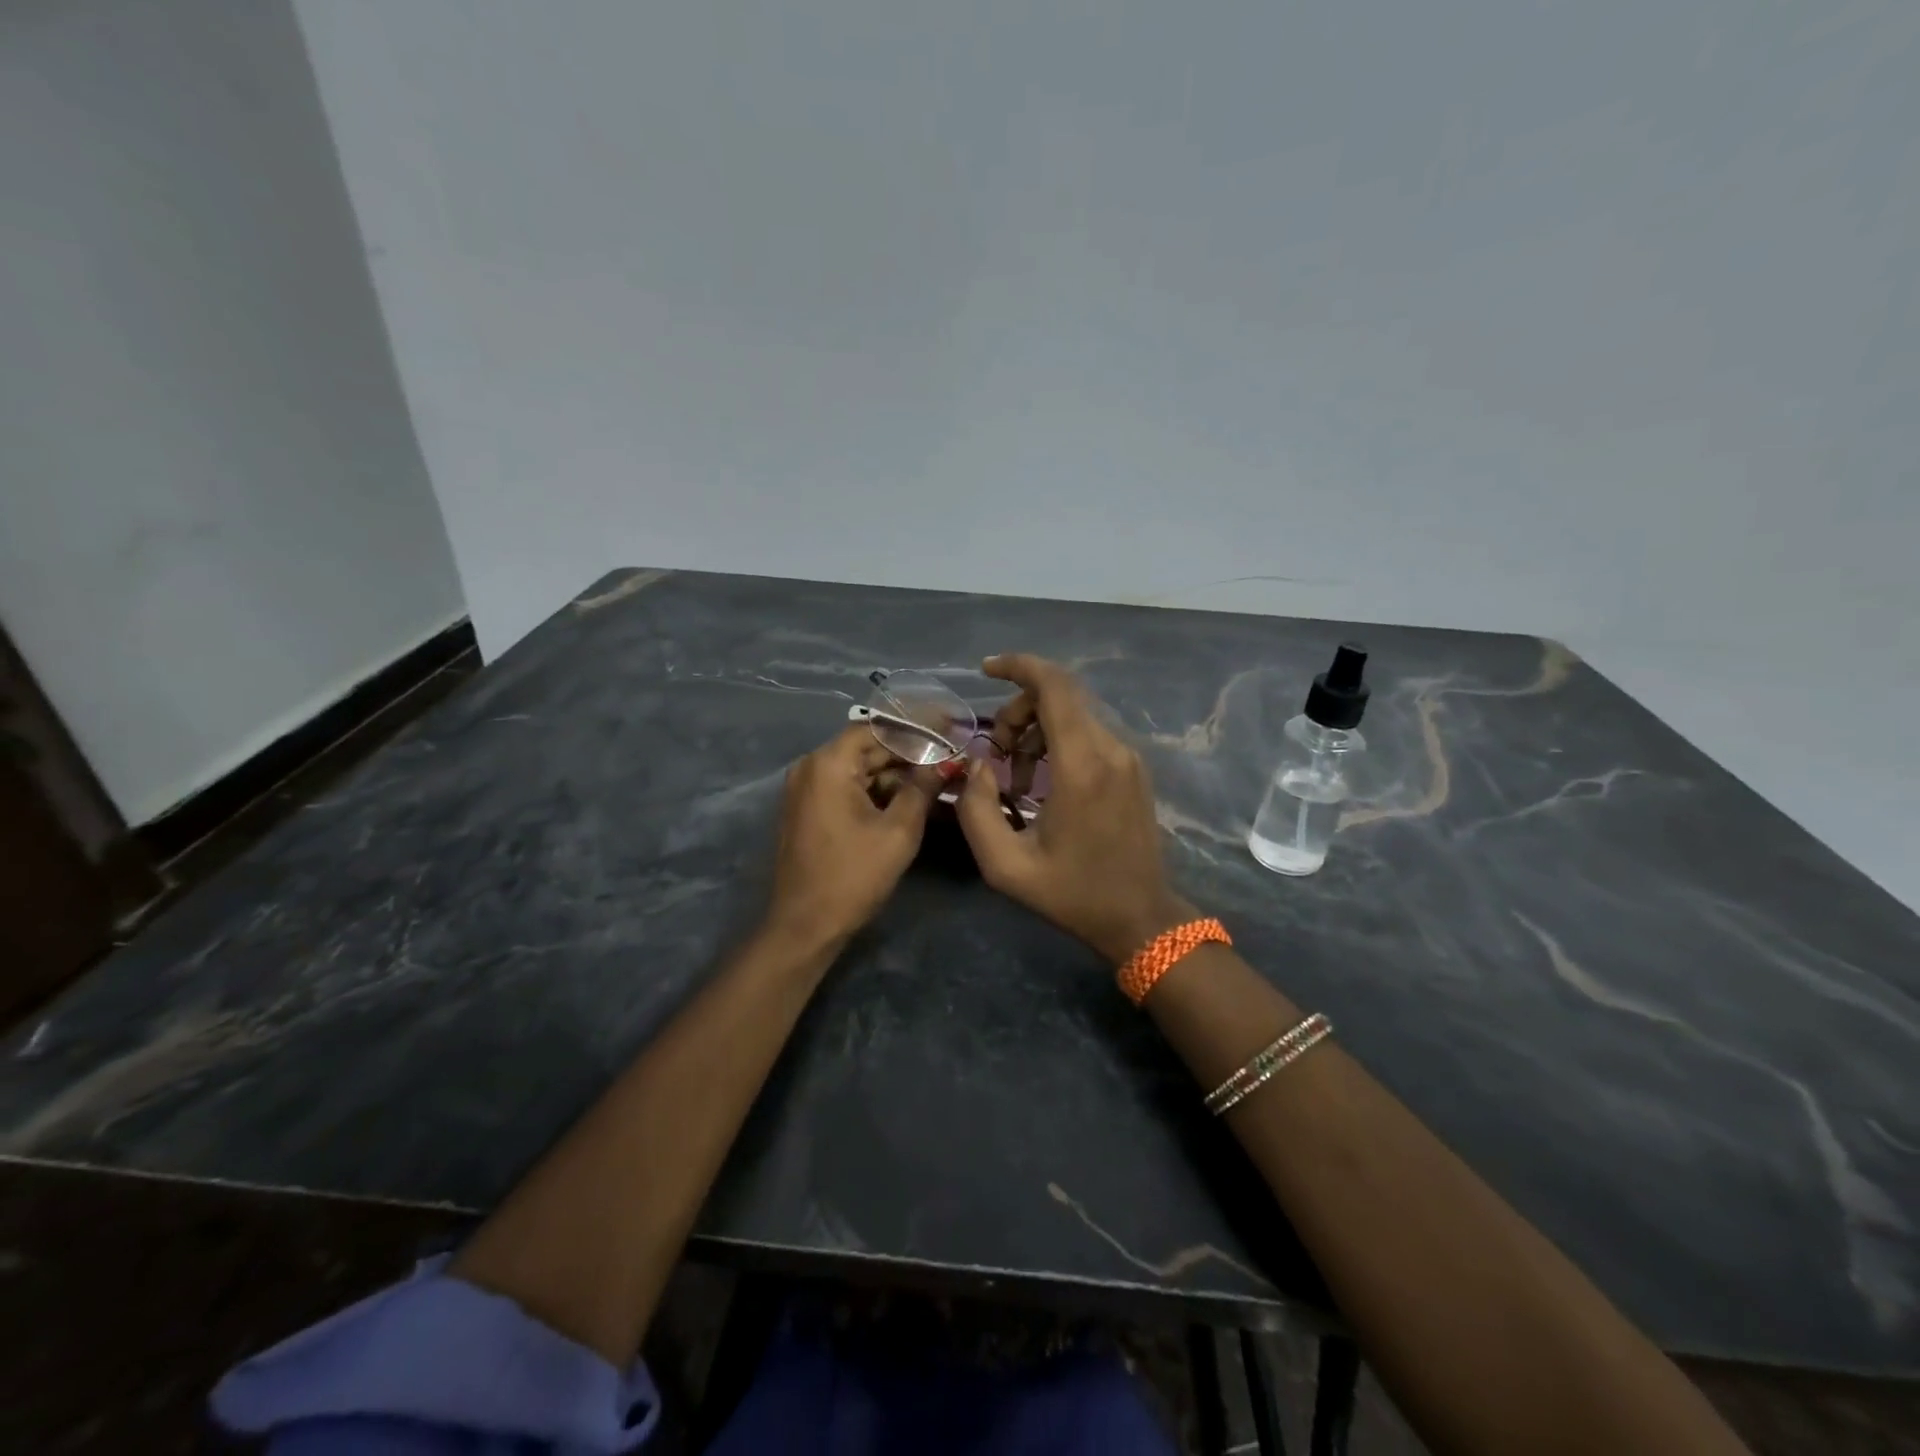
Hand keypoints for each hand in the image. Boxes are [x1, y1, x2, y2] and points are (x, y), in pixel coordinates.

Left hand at [765, 725, 937, 949]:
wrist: (805, 926)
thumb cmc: (853, 875)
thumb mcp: (898, 831)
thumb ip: (922, 788)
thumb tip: (946, 762)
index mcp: (829, 764)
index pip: (878, 728)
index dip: (917, 727)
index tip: (950, 727)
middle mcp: (811, 767)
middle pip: (868, 747)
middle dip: (910, 752)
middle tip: (951, 755)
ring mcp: (806, 789)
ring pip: (860, 769)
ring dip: (896, 773)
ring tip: (938, 777)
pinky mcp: (809, 809)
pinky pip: (848, 788)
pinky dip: (878, 790)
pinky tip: (911, 797)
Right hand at [957, 654, 1192, 962]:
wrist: (1140, 917)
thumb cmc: (1072, 894)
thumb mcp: (1005, 865)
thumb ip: (976, 809)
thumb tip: (976, 766)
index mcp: (1082, 766)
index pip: (1055, 686)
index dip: (1019, 666)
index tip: (987, 669)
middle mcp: (1111, 749)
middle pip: (1060, 695)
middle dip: (1018, 710)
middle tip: (996, 754)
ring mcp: (1128, 757)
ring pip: (1074, 713)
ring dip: (1036, 729)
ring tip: (1017, 779)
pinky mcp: (1134, 768)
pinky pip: (1089, 733)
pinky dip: (1058, 741)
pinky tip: (1044, 783)